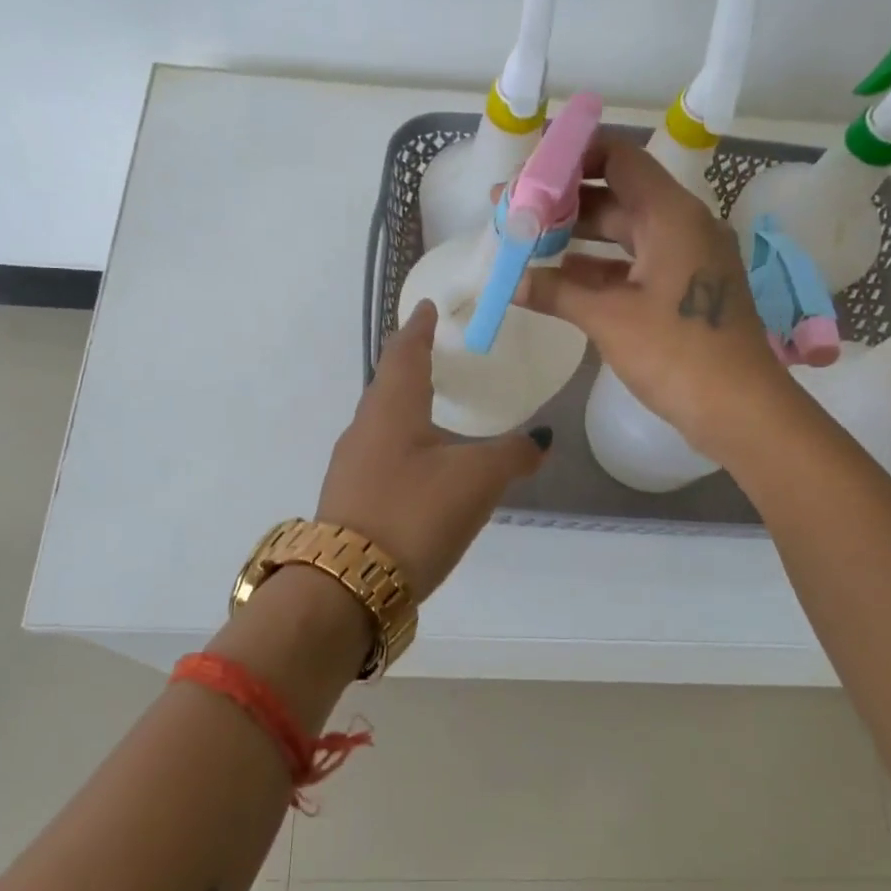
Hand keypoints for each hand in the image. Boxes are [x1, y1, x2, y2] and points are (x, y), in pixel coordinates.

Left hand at [317, 300, 548, 598]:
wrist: (349, 583)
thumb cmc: (415, 513)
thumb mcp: (476, 480)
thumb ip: (512, 455)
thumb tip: (541, 439)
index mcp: (392, 407)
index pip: (405, 351)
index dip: (419, 327)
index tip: (426, 307)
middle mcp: (365, 426)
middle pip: (388, 382)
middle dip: (410, 362)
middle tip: (435, 351)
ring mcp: (351, 463)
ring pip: (381, 419)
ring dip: (404, 403)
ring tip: (431, 404)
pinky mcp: (349, 496)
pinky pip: (379, 452)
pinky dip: (402, 440)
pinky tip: (420, 462)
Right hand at [517, 136, 790, 462]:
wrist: (739, 408)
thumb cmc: (676, 352)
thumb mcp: (608, 318)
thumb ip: (557, 292)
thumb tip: (512, 282)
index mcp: (671, 215)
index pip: (619, 158)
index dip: (572, 157)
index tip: (529, 172)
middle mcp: (683, 225)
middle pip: (617, 195)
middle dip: (564, 202)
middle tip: (513, 210)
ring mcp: (687, 258)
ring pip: (625, 232)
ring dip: (578, 236)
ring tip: (527, 242)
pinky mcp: (685, 289)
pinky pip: (635, 263)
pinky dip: (599, 267)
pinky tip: (560, 279)